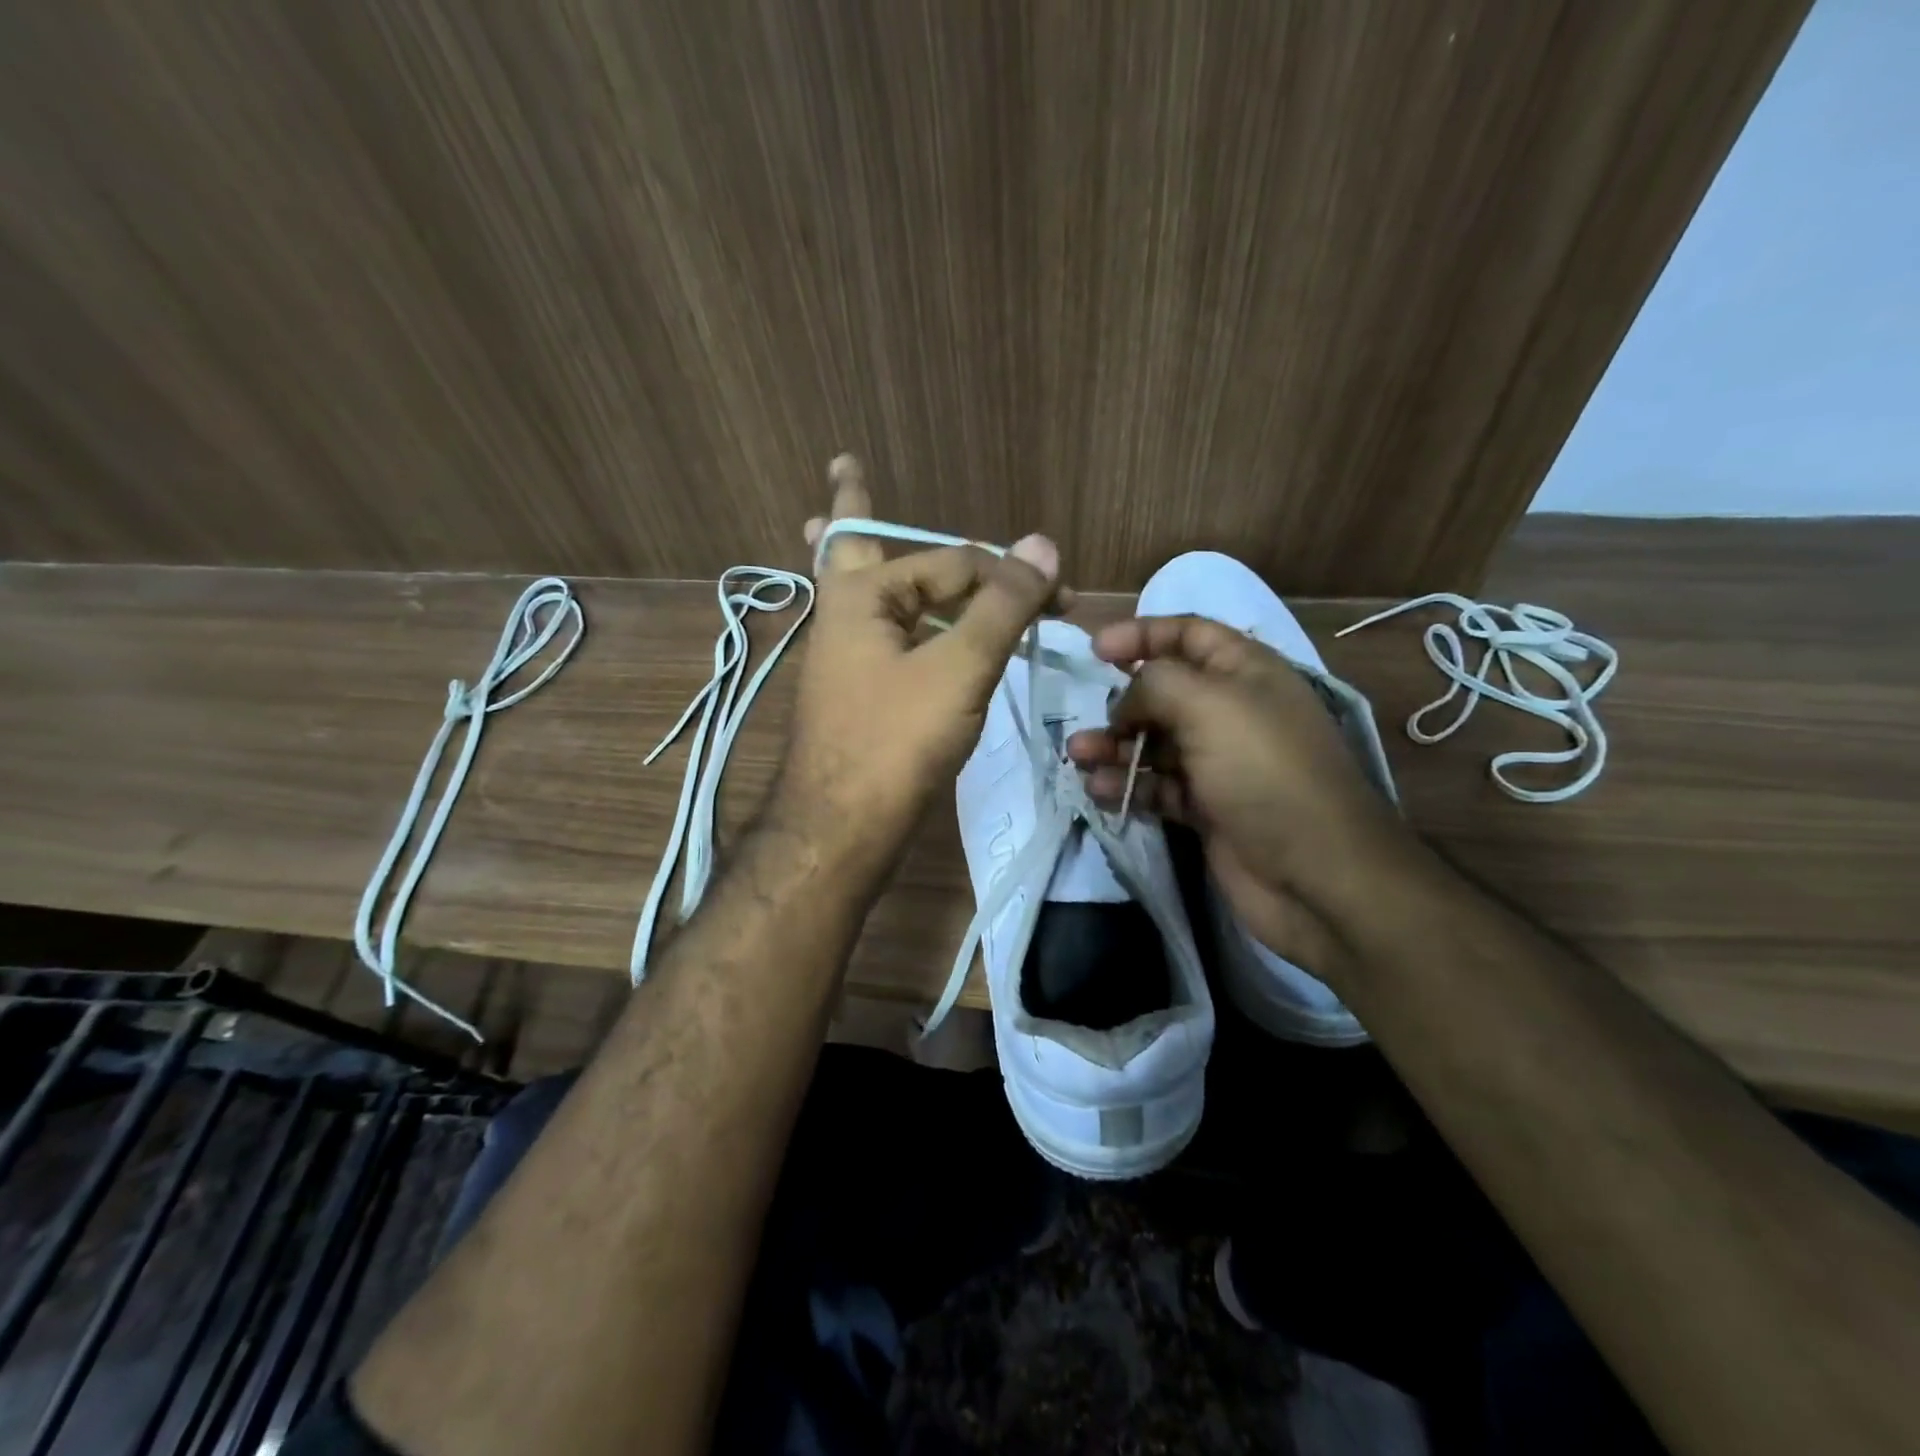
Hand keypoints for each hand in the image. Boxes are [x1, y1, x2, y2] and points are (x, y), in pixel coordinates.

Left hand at [776, 456, 1061, 871]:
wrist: (843, 828)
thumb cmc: (896, 740)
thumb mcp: (959, 667)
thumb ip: (1001, 606)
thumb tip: (1042, 543)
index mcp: (859, 595)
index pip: (952, 563)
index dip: (1010, 574)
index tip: (1063, 599)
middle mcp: (843, 618)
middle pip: (855, 549)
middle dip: (854, 509)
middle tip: (843, 469)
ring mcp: (845, 659)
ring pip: (867, 595)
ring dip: (866, 560)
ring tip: (835, 527)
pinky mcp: (857, 695)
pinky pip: (879, 637)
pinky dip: (892, 616)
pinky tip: (897, 621)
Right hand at [1066, 616, 1416, 984]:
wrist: (1315, 874)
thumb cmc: (1263, 772)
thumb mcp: (1209, 706)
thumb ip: (1155, 684)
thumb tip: (1126, 701)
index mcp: (1246, 673)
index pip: (1189, 635)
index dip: (1143, 634)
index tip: (1097, 649)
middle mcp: (1232, 713)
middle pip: (1164, 693)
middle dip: (1121, 703)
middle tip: (1087, 721)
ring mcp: (1220, 764)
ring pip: (1154, 743)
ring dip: (1115, 747)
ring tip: (1079, 757)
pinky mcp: (1207, 808)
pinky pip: (1157, 786)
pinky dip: (1127, 785)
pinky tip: (1099, 791)